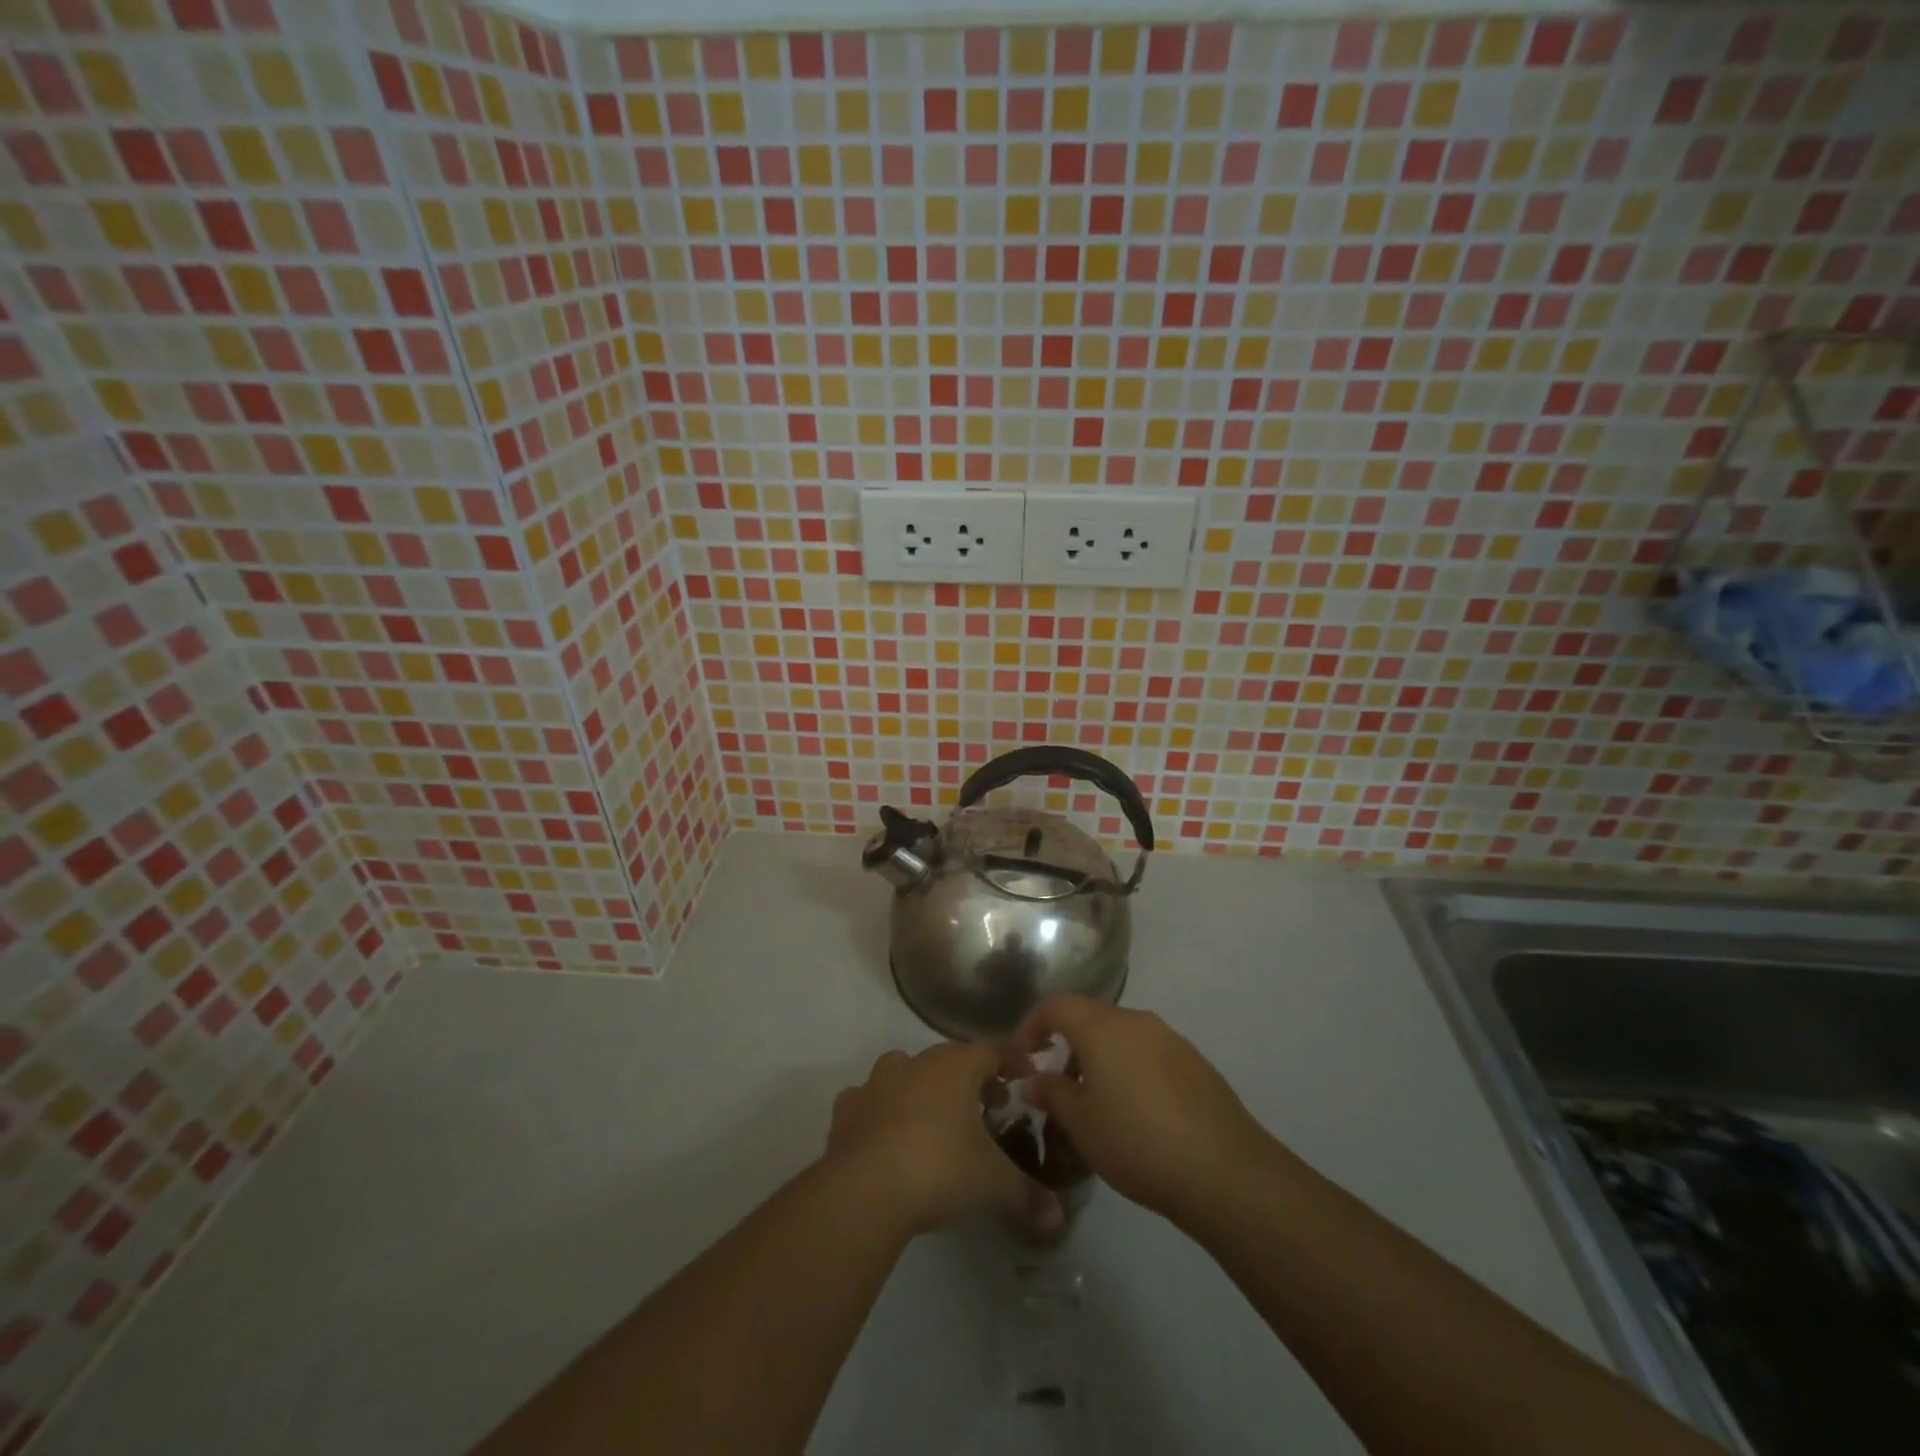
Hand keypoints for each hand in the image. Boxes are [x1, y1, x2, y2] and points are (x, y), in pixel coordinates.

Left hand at [824, 1043, 1060, 1237]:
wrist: (864, 1189)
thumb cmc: (940, 1169)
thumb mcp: (993, 1184)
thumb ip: (1028, 1195)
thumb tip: (1058, 1217)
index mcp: (956, 1067)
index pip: (992, 1050)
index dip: (1011, 1060)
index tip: (1026, 1073)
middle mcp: (917, 1063)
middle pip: (950, 1059)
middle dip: (972, 1078)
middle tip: (990, 1105)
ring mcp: (877, 1083)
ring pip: (905, 1070)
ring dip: (923, 1086)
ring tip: (936, 1118)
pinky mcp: (848, 1110)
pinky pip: (868, 1099)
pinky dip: (880, 1109)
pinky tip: (886, 1133)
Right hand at [1013, 994, 1274, 1225]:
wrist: (1224, 1170)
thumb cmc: (1137, 1141)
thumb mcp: (1081, 1124)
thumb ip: (1052, 1094)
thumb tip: (1035, 1080)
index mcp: (1102, 1027)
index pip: (1056, 1005)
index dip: (1032, 1025)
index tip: (1022, 1056)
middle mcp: (1136, 1021)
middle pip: (1090, 1017)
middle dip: (1066, 1043)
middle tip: (1056, 1083)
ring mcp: (1170, 1039)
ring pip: (1121, 1035)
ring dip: (1099, 1057)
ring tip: (1094, 1102)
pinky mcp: (1195, 1062)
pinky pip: (1148, 1053)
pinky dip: (1129, 1069)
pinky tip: (1134, 1111)